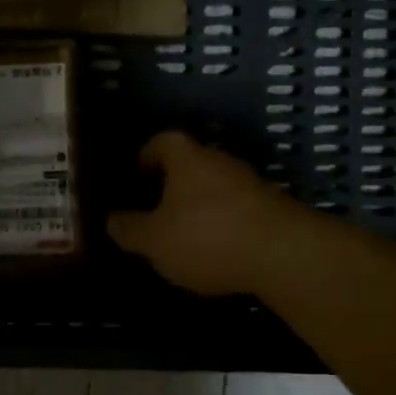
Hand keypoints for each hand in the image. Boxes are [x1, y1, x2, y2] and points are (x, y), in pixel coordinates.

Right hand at [106, 132, 302, 296]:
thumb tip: (111, 219)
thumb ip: (130, 229)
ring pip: (215, 187)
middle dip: (172, 185)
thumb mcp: (155, 241)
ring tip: (183, 236)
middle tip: (154, 211)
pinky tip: (217, 251)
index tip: (135, 176)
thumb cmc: (207, 238)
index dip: (146, 155)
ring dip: (199, 206)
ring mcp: (250, 183)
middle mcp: (220, 161)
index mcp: (187, 158)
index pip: (162, 140)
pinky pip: (237, 209)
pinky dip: (223, 223)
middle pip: (191, 163)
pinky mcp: (272, 208)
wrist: (284, 254)